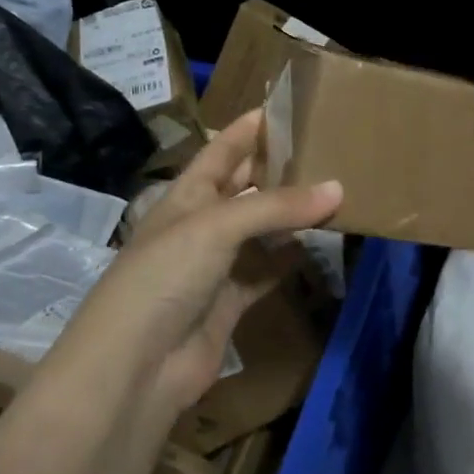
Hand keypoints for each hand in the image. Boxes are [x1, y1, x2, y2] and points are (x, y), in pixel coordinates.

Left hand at [0, 111, 341, 473]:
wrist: (135, 367)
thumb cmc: (164, 276)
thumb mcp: (216, 226)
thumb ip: (276, 206)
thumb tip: (338, 189)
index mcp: (186, 195)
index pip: (221, 150)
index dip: (249, 128)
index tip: (287, 106)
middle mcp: (201, 224)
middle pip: (245, 187)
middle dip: (279, 169)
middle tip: (326, 148)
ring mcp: (216, 265)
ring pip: (262, 229)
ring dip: (292, 214)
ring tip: (335, 190)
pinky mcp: (231, 301)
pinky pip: (267, 270)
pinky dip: (290, 257)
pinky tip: (319, 243)